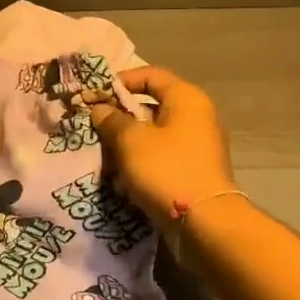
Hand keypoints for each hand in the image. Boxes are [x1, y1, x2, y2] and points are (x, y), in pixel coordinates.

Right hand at [87, 66, 236, 226]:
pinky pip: (161, 157)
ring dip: (127, 144)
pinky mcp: (193, 171)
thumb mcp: (131, 141)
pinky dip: (141, 163)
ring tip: (104, 157)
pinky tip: (122, 181)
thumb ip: (111, 120)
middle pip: (151, 106)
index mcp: (186, 99)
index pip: (150, 75)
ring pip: (153, 135)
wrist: (205, 223)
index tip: (95, 96)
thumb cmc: (167, 170)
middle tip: (94, 128)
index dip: (120, 82)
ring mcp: (197, 145)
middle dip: (120, 117)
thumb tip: (100, 108)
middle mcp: (196, 116)